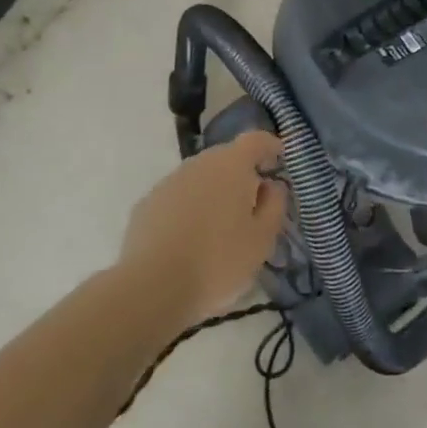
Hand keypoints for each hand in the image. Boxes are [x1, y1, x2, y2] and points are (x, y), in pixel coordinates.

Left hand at [120, 131, 286, 323]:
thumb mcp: (262, 240)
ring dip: (213, 192)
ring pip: (199, 178)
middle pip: (226, 158)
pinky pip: (177, 198)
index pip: (256, 140)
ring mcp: (168, 182)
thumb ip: (274, 206)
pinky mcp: (146, 204)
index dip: (270, 146)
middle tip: (252, 205)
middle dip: (241, 174)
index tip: (279, 159)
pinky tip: (189, 240)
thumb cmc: (218, 261)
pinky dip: (188, 209)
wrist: (152, 286)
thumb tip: (270, 186)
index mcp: (231, 165)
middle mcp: (198, 164)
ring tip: (220, 227)